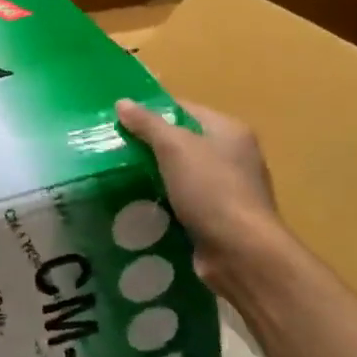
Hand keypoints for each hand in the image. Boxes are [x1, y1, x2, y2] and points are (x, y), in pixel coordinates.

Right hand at [115, 98, 293, 301]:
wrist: (242, 253)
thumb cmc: (211, 190)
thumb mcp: (175, 148)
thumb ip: (147, 124)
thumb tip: (122, 102)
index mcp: (229, 131)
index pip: (184, 110)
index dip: (152, 112)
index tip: (119, 121)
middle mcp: (234, 156)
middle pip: (183, 142)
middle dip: (150, 147)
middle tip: (114, 150)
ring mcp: (228, 190)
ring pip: (181, 175)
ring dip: (155, 178)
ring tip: (119, 178)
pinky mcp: (219, 219)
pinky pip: (184, 203)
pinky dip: (165, 204)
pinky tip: (140, 206)